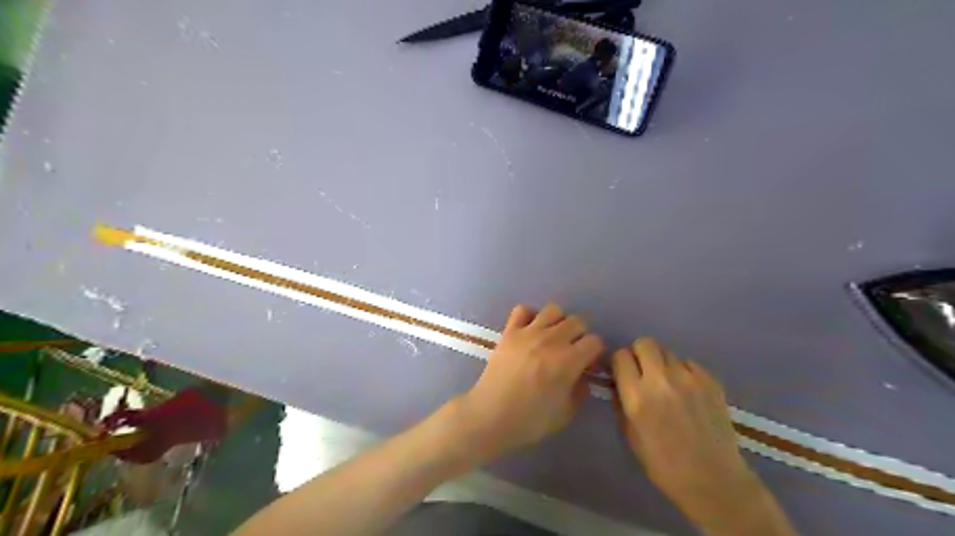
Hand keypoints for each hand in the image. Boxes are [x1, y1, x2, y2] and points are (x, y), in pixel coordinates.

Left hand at [454, 304, 603, 462]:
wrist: (490, 416)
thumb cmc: (530, 420)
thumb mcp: (566, 413)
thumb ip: (580, 391)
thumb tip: (583, 377)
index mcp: (569, 360)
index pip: (595, 342)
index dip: (595, 353)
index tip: (588, 365)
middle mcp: (551, 340)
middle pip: (578, 321)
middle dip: (580, 335)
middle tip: (572, 351)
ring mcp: (528, 332)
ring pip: (553, 310)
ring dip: (558, 322)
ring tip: (552, 338)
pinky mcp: (509, 331)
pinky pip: (523, 310)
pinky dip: (529, 316)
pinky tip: (529, 331)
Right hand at [615, 342, 795, 533]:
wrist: (713, 480)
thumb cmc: (663, 464)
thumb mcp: (630, 435)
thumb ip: (621, 403)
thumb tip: (618, 383)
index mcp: (636, 396)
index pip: (620, 356)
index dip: (620, 363)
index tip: (623, 372)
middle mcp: (661, 380)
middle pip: (645, 343)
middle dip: (640, 354)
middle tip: (643, 371)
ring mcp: (689, 378)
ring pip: (668, 352)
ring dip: (663, 363)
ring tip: (668, 384)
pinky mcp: (710, 381)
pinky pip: (689, 363)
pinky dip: (684, 372)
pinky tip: (688, 391)